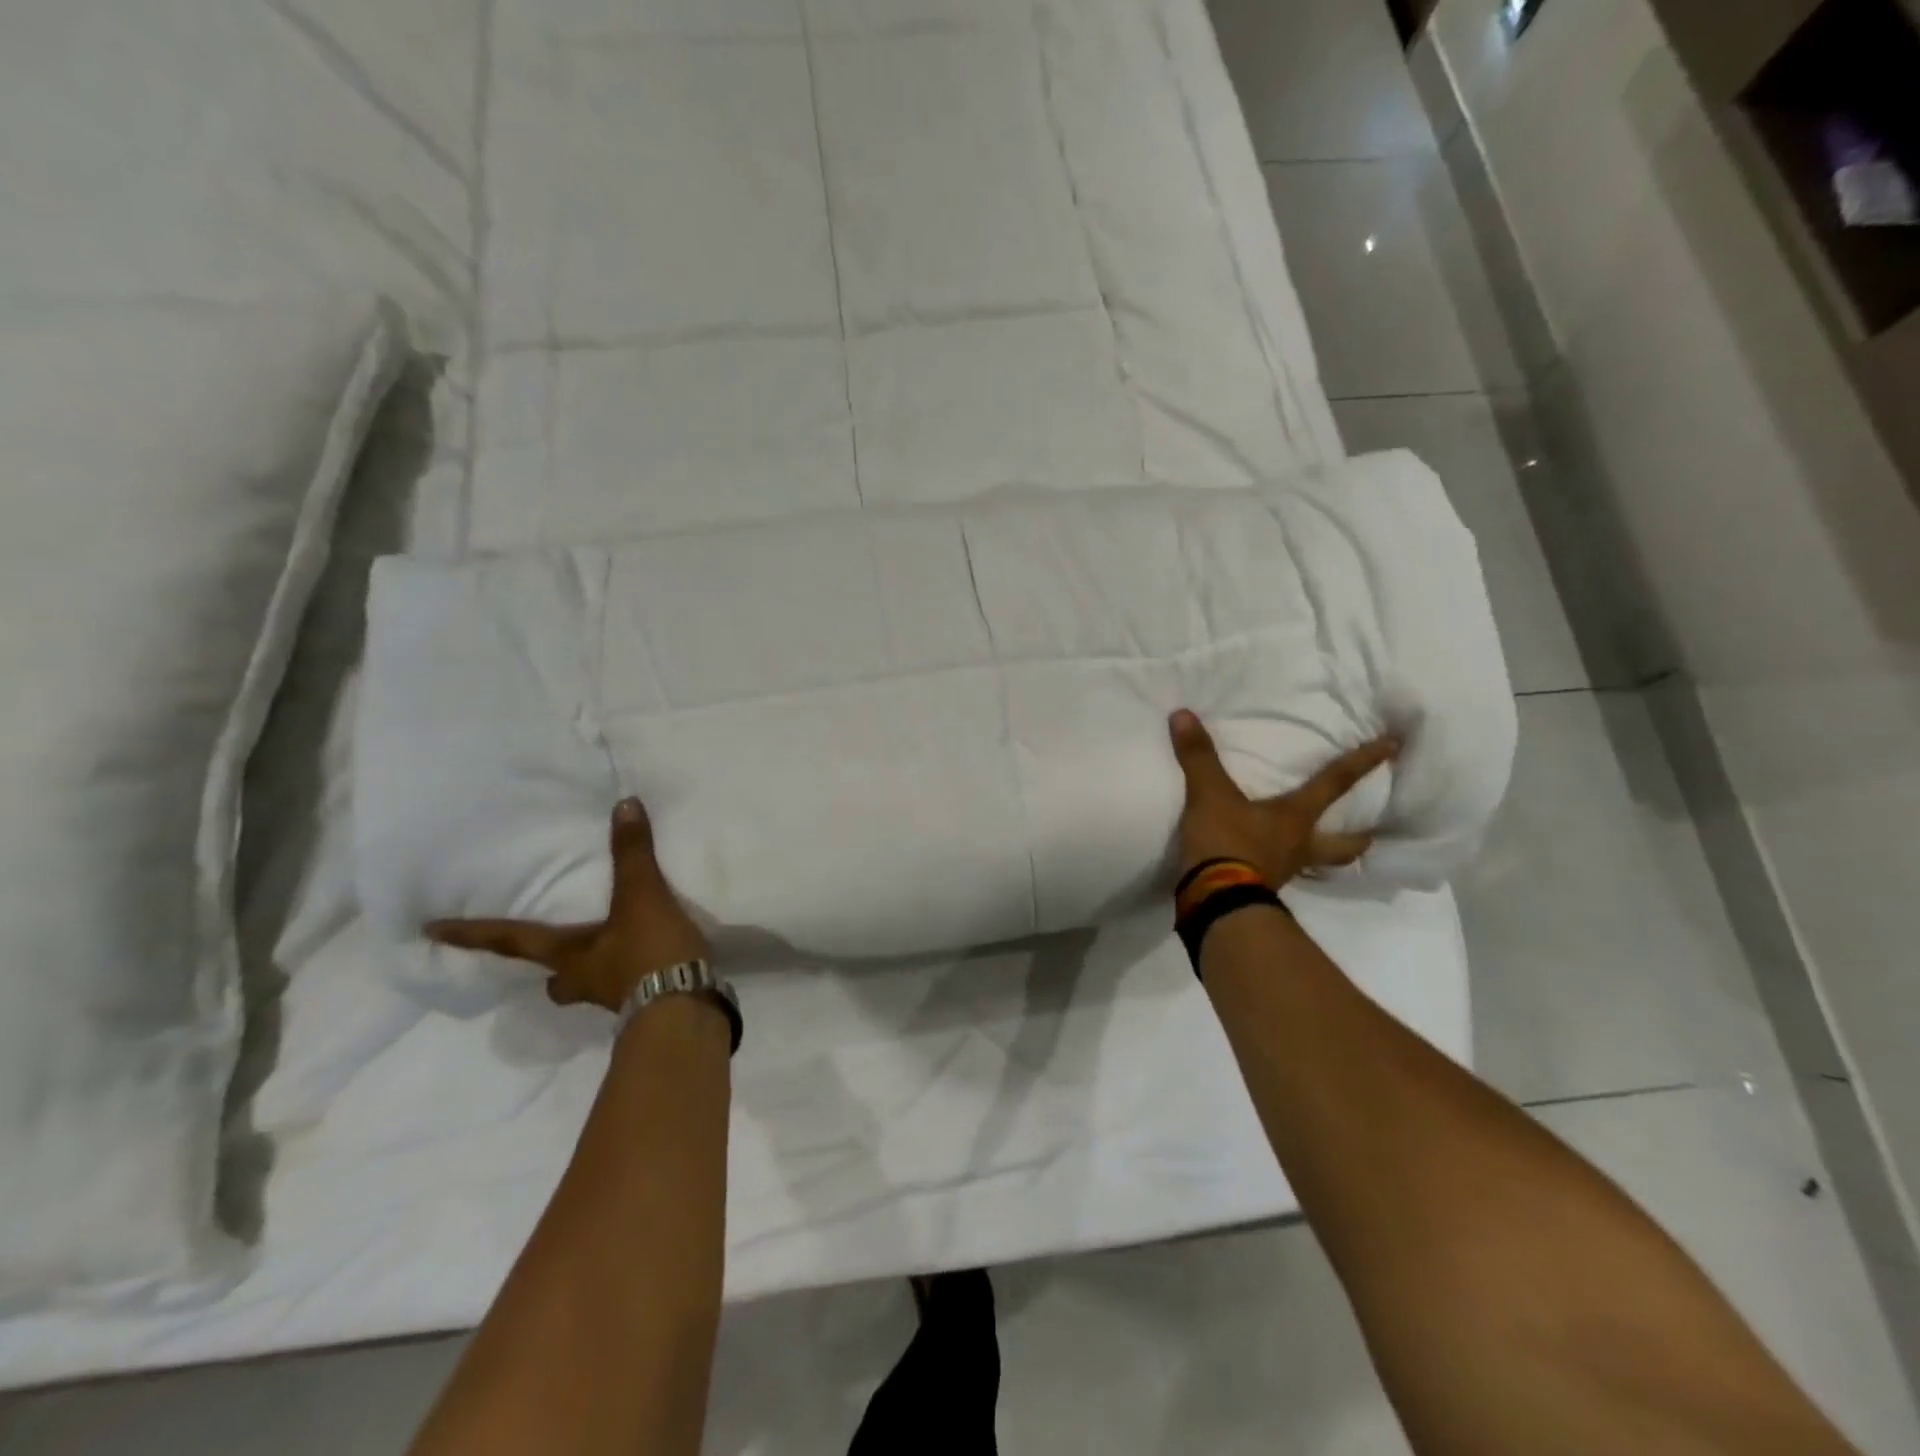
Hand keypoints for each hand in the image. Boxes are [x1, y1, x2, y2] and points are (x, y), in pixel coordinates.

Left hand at [427, 798, 710, 1012]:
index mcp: (568, 955)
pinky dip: (632, 973)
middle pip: (553, 977)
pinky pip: (627, 987)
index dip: (472, 934)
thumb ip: (632, 853)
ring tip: (608, 952)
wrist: (685, 1008)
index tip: (430, 932)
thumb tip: (624, 805)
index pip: (510, 941)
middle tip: (549, 960)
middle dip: (549, 970)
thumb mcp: (641, 896)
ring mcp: (613, 997)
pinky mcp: (645, 1004)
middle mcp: (582, 979)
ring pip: (588, 985)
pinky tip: (650, 960)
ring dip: (590, 972)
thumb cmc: (648, 953)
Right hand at [1169, 709, 1401, 887]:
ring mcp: (1282, 872)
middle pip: (1343, 845)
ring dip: (1324, 858)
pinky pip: (1278, 875)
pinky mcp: (1259, 890)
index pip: (1335, 783)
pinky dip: (1279, 868)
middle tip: (1373, 834)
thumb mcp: (1209, 795)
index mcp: (1295, 818)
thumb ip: (1199, 756)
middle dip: (1359, 838)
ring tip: (1321, 853)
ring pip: (1315, 865)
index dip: (1363, 762)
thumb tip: (1183, 714)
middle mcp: (1298, 846)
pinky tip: (1269, 864)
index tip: (1394, 745)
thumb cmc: (1226, 843)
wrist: (1214, 900)